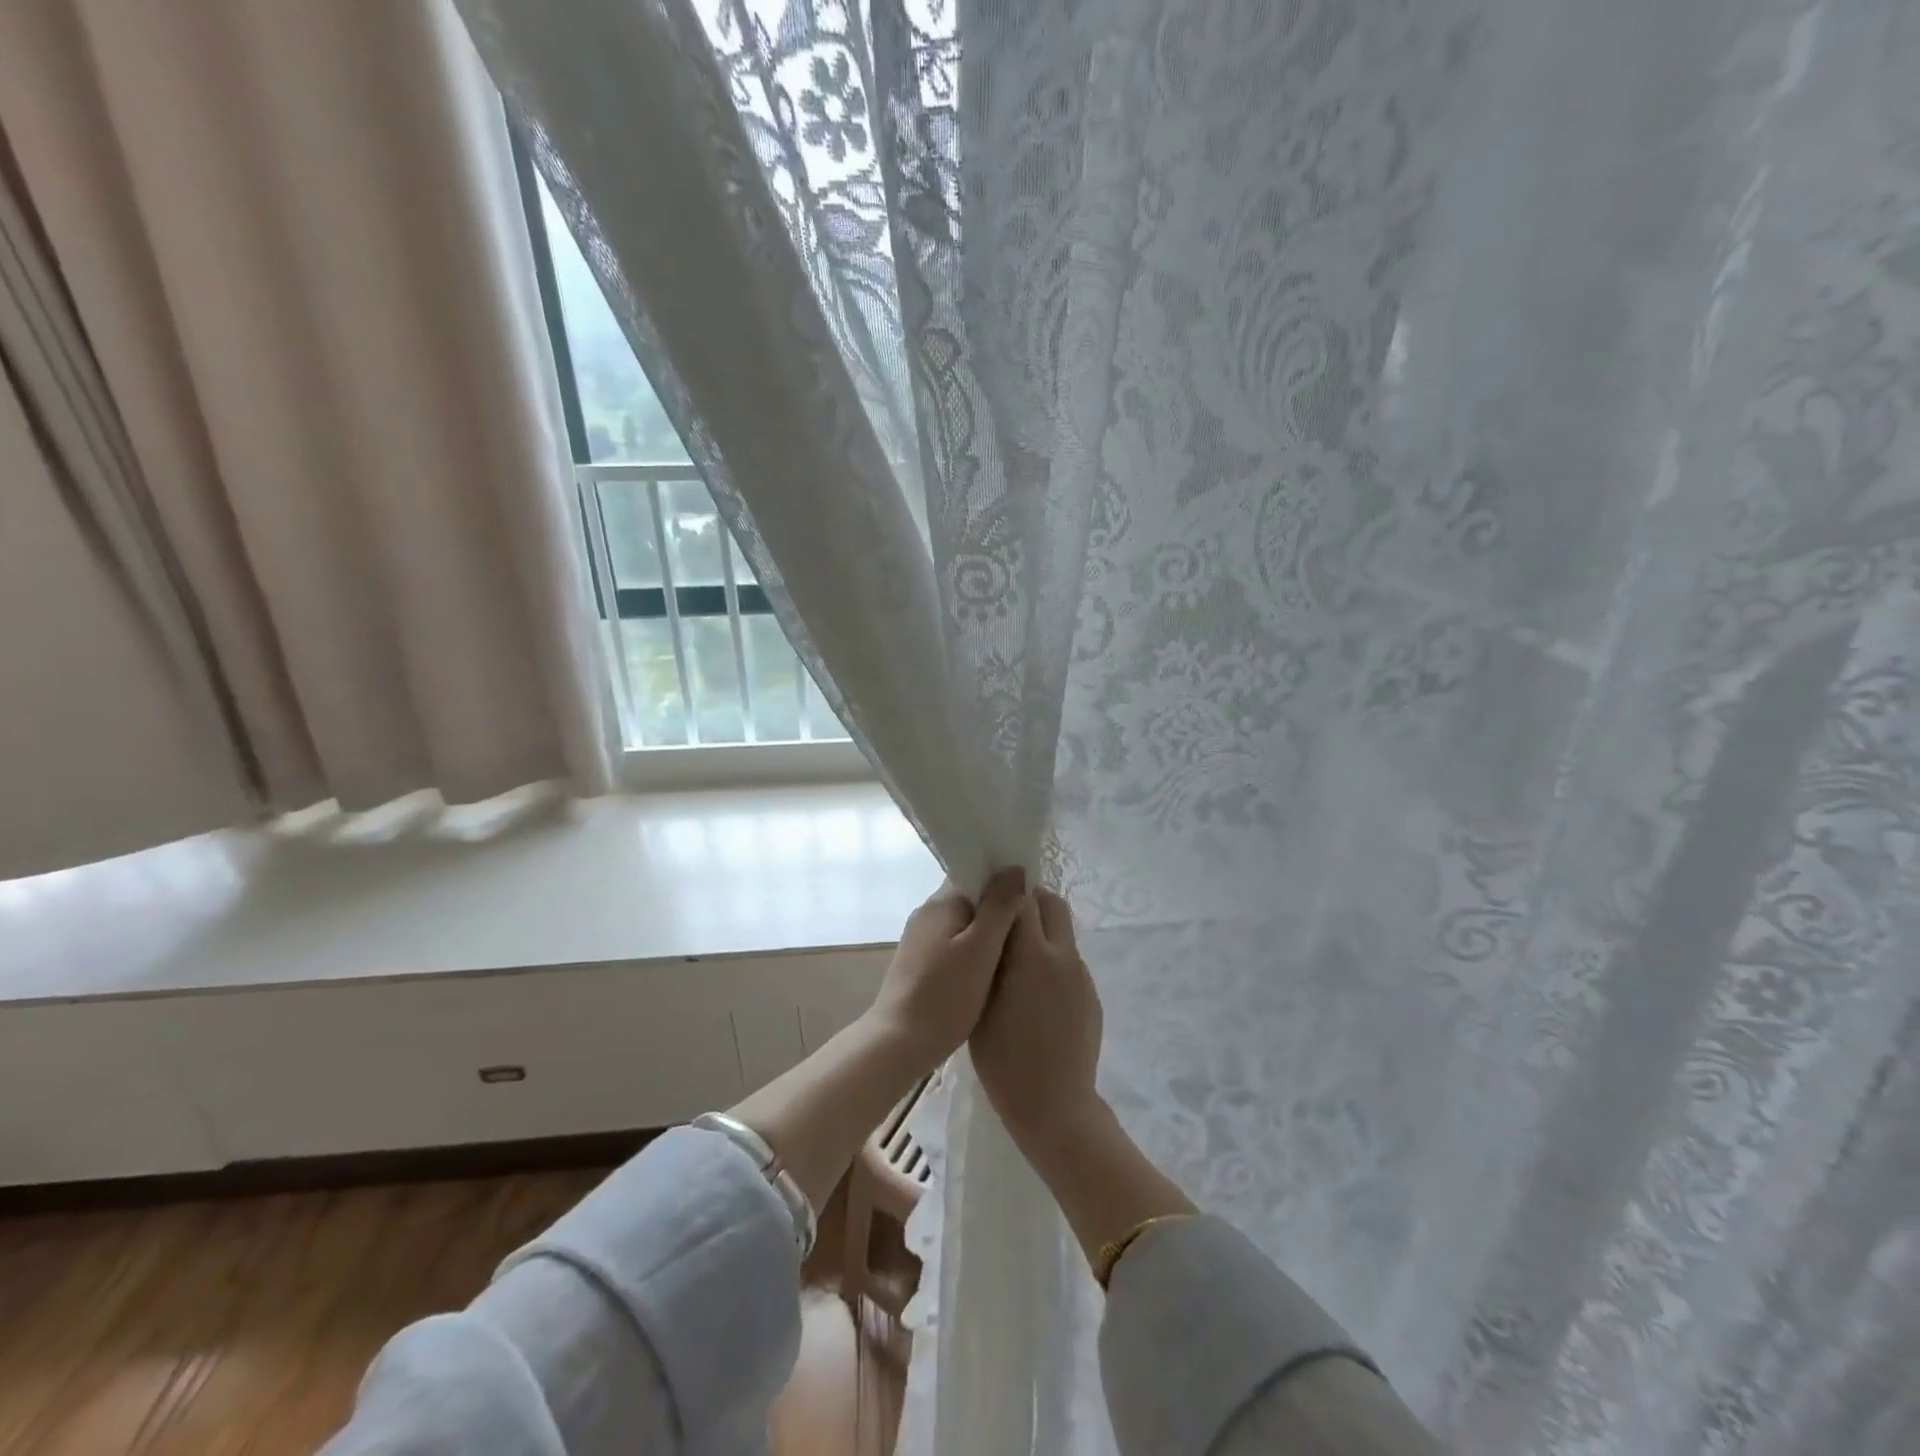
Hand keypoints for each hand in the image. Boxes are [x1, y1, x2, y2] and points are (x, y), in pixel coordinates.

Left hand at [865, 868, 1026, 1071]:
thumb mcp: (981, 949)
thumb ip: (1000, 906)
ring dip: (989, 932)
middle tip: (1031, 926)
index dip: (1003, 878)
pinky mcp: (920, 963)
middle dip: (999, 907)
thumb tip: (1016, 868)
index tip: (1031, 895)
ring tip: (1018, 949)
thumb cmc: (945, 995)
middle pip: (971, 898)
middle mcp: (928, 913)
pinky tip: (992, 971)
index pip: (975, 872)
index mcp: (942, 902)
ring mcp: (921, 939)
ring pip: (964, 924)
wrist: (898, 1043)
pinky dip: (975, 951)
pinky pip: (955, 945)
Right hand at [969, 889, 1103, 1153]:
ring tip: (1015, 962)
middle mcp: (1063, 956)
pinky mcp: (1090, 995)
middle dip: (1029, 901)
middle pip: (1052, 903)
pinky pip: (1069, 962)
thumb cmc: (1004, 1059)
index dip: (1005, 891)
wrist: (1055, 1106)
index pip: (1024, 898)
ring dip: (1041, 932)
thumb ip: (988, 958)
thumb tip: (991, 926)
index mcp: (1033, 955)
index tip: (988, 895)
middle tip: (1003, 921)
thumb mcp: (981, 1004)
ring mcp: (1081, 976)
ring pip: (1062, 932)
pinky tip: (1034, 995)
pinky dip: (1051, 961)